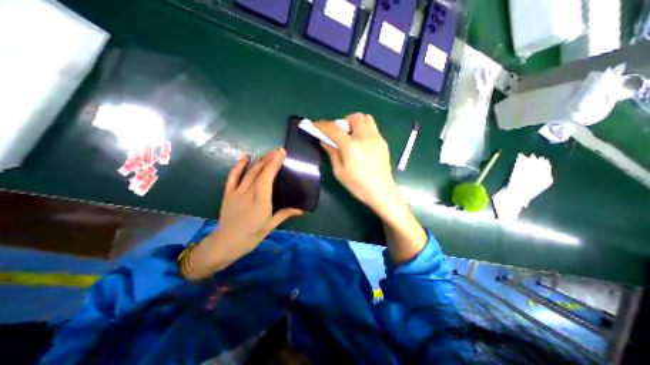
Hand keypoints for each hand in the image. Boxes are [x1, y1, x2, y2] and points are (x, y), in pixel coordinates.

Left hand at [183, 148, 301, 278]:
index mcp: (261, 202)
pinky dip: (238, 166)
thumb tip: (301, 210)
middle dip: (269, 158)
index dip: (274, 163)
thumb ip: (285, 214)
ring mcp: (237, 192)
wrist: (226, 243)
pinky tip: (245, 157)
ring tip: (268, 153)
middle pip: (259, 171)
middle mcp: (248, 194)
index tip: (281, 153)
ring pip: (249, 172)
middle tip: (279, 150)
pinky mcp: (228, 193)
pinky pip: (233, 176)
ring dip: (259, 160)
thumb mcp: (270, 226)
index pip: (267, 177)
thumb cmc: (251, 236)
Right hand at [319, 115, 429, 261]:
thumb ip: (332, 152)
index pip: (334, 129)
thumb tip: (324, 140)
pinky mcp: (383, 142)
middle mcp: (365, 137)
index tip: (315, 125)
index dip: (322, 125)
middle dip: (343, 122)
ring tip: (351, 136)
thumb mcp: (339, 171)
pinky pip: (372, 128)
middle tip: (339, 133)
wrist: (381, 191)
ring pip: (366, 118)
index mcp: (351, 146)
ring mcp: (376, 138)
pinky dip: (363, 129)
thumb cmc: (358, 185)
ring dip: (355, 123)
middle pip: (354, 117)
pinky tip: (361, 143)